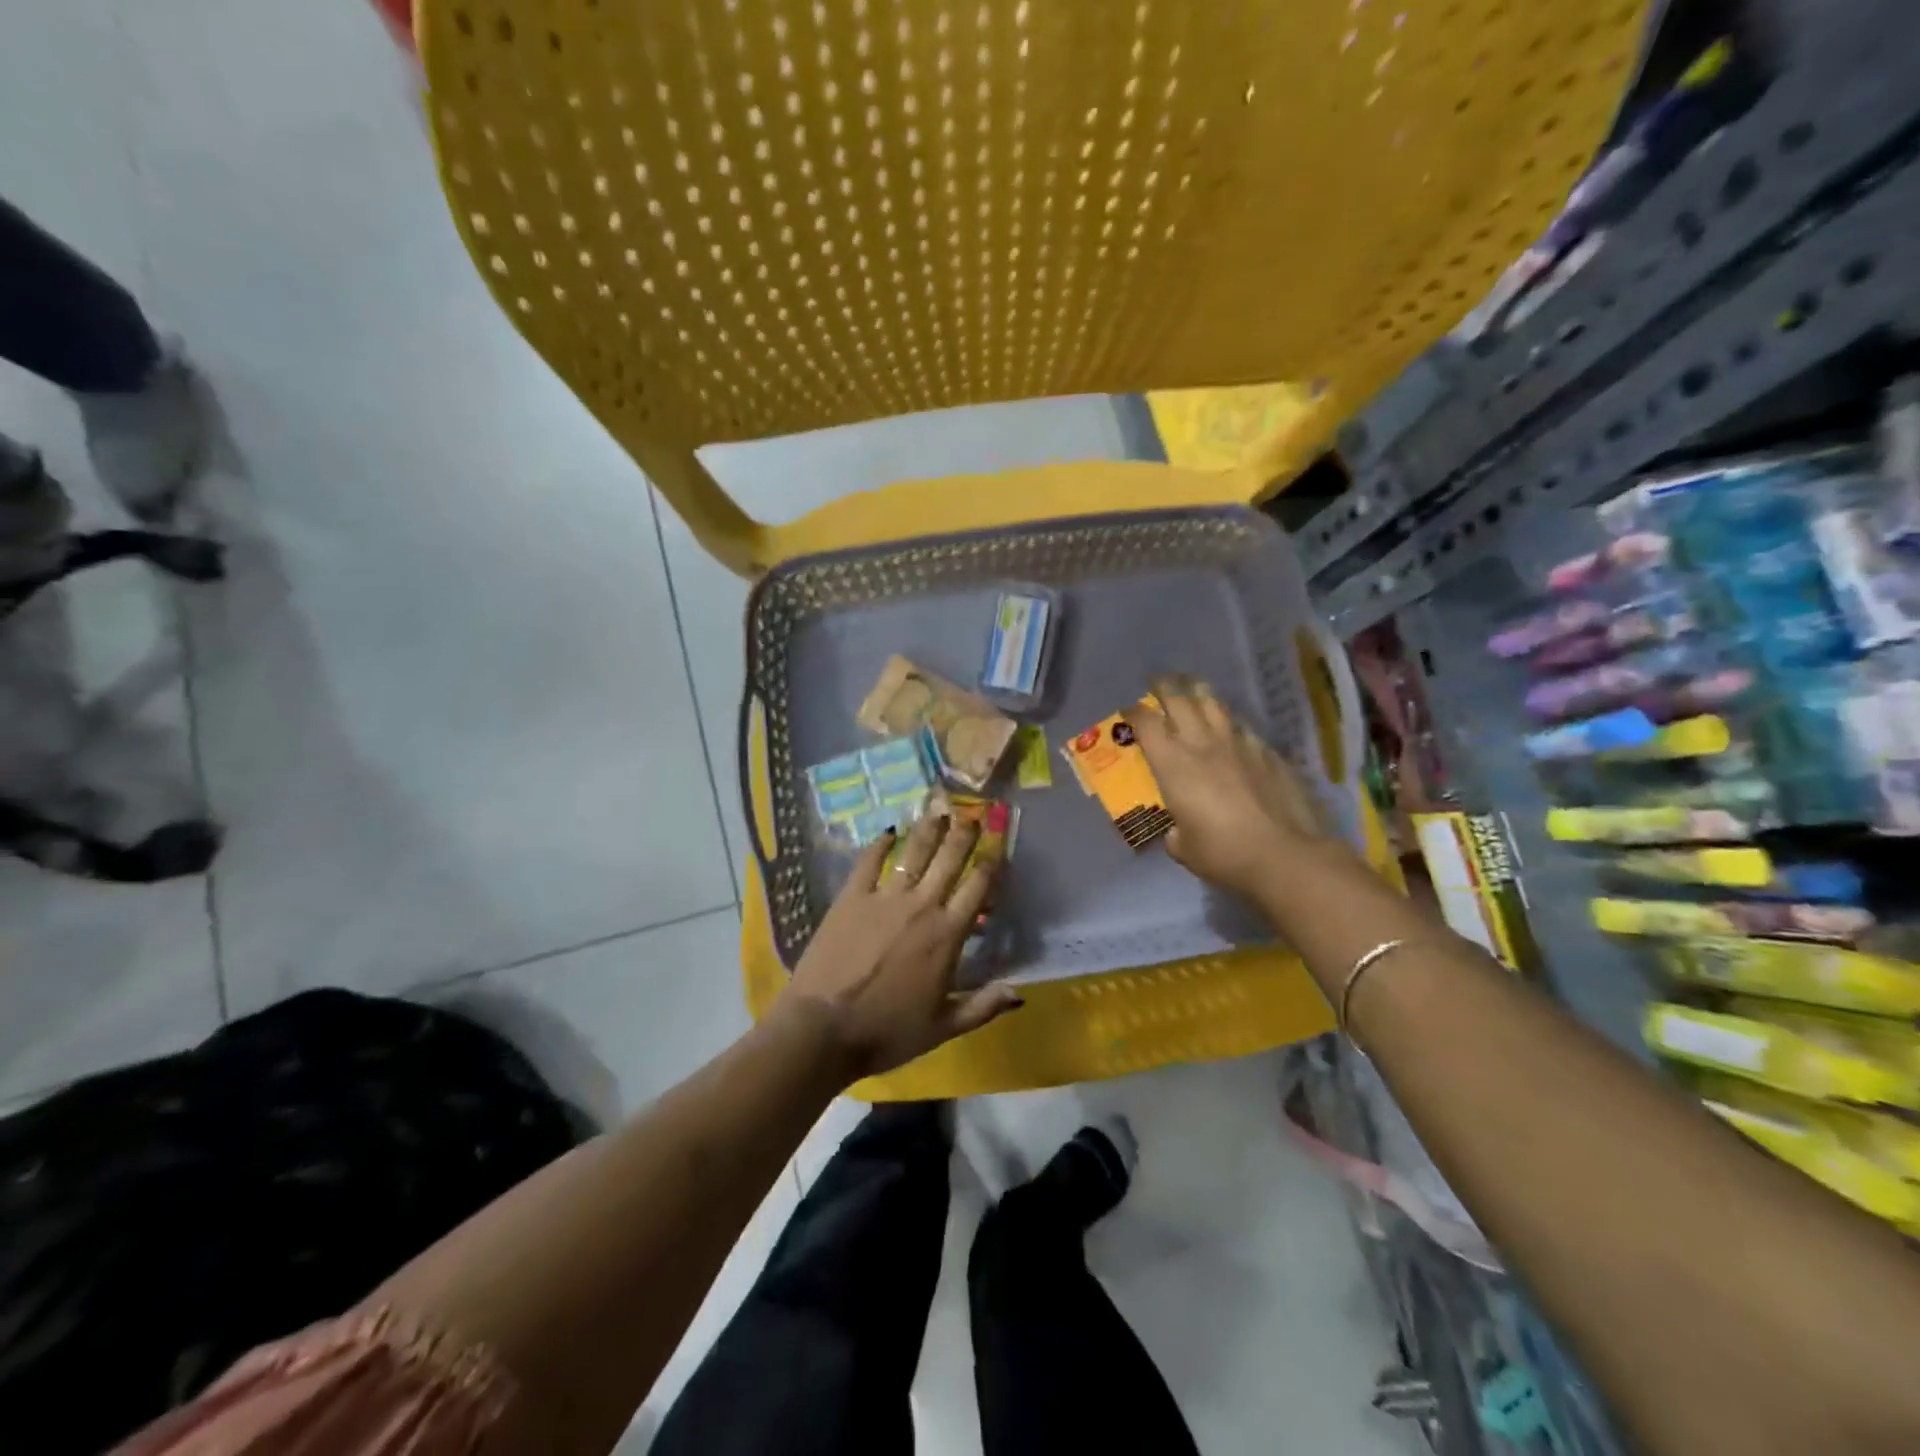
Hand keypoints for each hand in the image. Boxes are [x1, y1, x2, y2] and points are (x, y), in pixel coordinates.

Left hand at [775, 813, 1023, 1078]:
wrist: (823, 1028)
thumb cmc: (887, 1032)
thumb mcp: (943, 1028)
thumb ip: (983, 1007)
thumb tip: (1020, 993)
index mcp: (948, 935)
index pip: (979, 887)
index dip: (992, 860)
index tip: (999, 841)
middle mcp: (922, 906)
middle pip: (950, 859)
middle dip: (964, 833)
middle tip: (973, 812)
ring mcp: (885, 897)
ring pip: (914, 852)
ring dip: (929, 829)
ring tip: (939, 809)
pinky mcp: (852, 897)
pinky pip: (869, 862)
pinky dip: (881, 844)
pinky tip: (889, 831)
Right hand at [1133, 677, 1356, 900]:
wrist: (1284, 854)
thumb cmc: (1223, 853)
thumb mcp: (1184, 849)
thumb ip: (1176, 833)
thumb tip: (1178, 832)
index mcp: (1173, 765)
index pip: (1146, 724)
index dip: (1134, 712)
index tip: (1129, 710)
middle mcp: (1203, 744)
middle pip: (1180, 700)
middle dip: (1166, 687)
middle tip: (1159, 681)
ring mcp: (1239, 745)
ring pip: (1215, 705)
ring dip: (1200, 694)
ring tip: (1194, 689)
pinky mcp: (1268, 754)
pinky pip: (1244, 728)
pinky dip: (1231, 724)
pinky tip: (1233, 730)